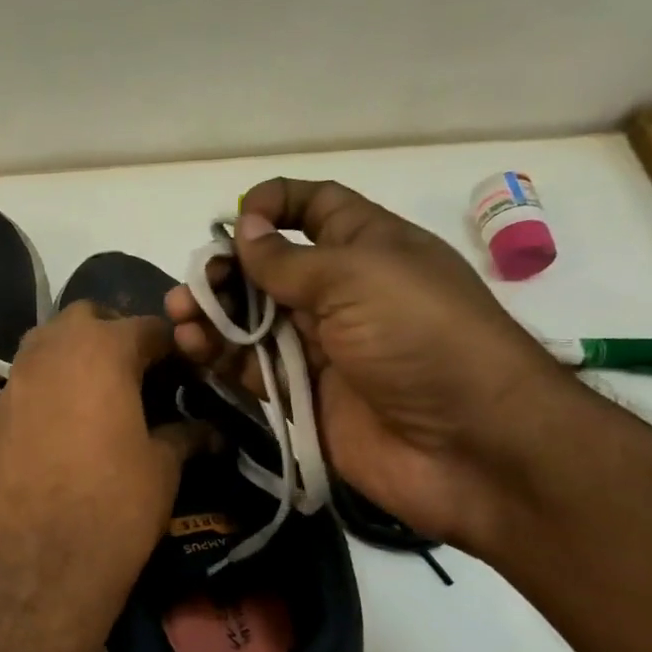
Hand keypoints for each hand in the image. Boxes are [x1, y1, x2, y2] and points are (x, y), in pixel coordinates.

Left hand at [0, 302, 205, 651]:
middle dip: (117, 334)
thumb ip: (185, 435)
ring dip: (78, 353)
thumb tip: (208, 430)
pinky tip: (69, 421)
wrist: (38, 565)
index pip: (149, 327)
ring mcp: (17, 377)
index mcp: (103, 349)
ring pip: (50, 341)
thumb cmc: (114, 506)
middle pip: (89, 318)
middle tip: (140, 374)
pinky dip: (52, 382)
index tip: (190, 370)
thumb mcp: (162, 467)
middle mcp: (53, 348)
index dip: (175, 346)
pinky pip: (29, 377)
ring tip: (104, 393)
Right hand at [166, 178, 568, 549]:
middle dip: (226, 270)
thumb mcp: (355, 278)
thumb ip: (287, 259)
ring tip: (181, 318)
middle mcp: (340, 293)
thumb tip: (244, 230)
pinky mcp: (303, 396)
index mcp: (366, 247)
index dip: (275, 204)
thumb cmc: (420, 338)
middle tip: (194, 288)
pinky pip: (251, 369)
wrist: (470, 446)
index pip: (315, 208)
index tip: (235, 221)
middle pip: (269, 269)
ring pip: (252, 321)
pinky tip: (193, 348)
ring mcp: (321, 348)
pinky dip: (220, 357)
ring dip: (213, 315)